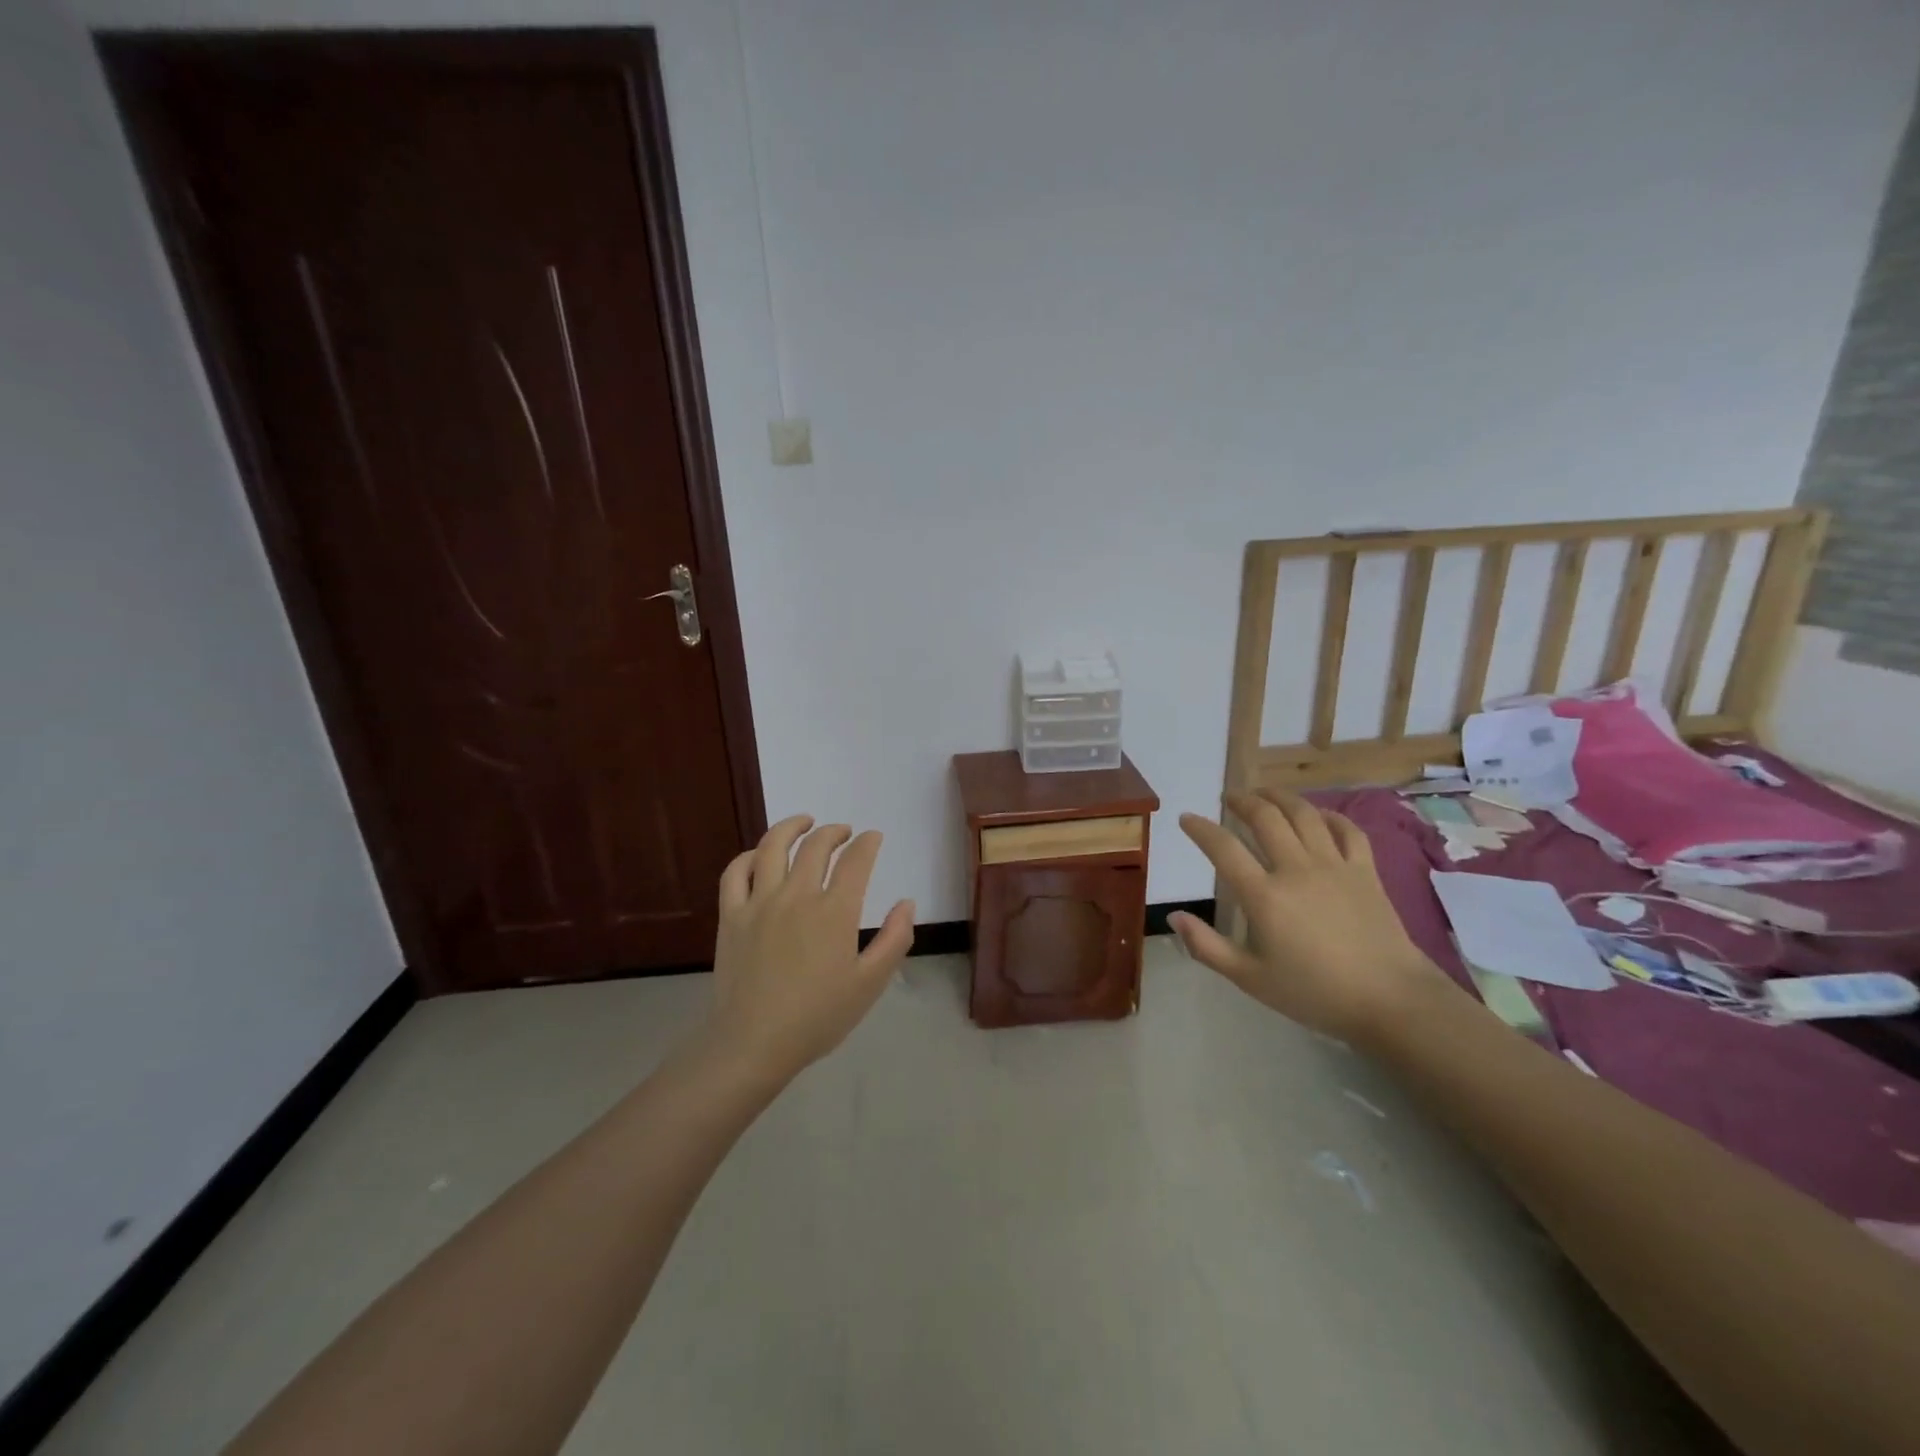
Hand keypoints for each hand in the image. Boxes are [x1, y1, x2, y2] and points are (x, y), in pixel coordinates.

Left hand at [704, 815, 914, 1082]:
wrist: (754, 1044)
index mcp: (835, 912)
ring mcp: (759, 902)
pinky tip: (760, 855)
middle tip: (844, 833)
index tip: (873, 838)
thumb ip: (895, 940)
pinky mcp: (732, 915)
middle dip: (835, 832)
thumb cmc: (818, 1017)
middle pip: (816, 846)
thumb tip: (906, 903)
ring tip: (804, 822)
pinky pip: (736, 872)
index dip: (868, 843)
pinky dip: (749, 855)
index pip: (856, 860)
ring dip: (792, 827)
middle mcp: (797, 896)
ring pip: (773, 847)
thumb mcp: (870, 984)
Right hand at [1169, 790, 1449, 1041]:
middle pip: (1265, 818)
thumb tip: (1173, 917)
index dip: (1201, 829)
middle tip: (1228, 798)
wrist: (1391, 1000)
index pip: (1224, 849)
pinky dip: (1329, 816)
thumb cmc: (1315, 993)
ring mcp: (1334, 866)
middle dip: (1242, 801)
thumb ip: (1207, 947)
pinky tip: (1318, 815)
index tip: (1187, 818)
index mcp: (1264, 896)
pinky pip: (1347, 830)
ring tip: (1265, 794)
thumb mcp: (1250, 979)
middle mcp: (1296, 869)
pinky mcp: (1365, 871)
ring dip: (1280, 797)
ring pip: (1304, 814)